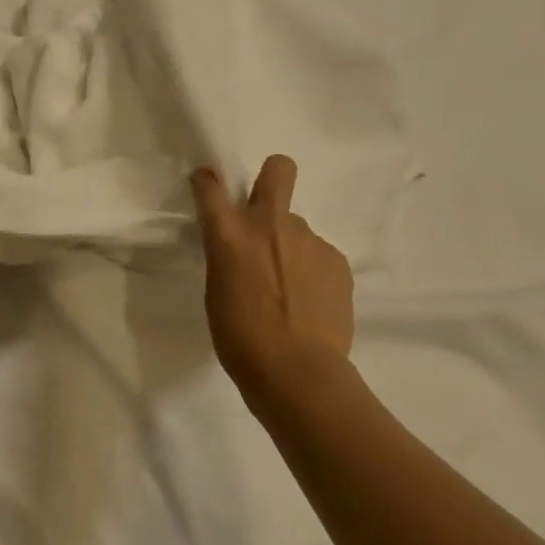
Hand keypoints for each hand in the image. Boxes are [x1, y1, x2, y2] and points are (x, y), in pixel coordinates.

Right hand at [191, 155, 354, 404]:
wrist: (299, 375)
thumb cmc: (240, 339)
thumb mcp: (216, 292)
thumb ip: (227, 258)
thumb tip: (242, 249)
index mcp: (230, 233)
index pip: (210, 185)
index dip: (207, 181)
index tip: (208, 187)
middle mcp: (270, 224)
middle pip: (279, 169)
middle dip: (273, 175)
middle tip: (267, 207)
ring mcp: (308, 240)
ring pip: (297, 227)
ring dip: (291, 246)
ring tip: (291, 289)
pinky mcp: (337, 260)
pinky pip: (319, 255)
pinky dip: (313, 272)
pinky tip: (311, 303)